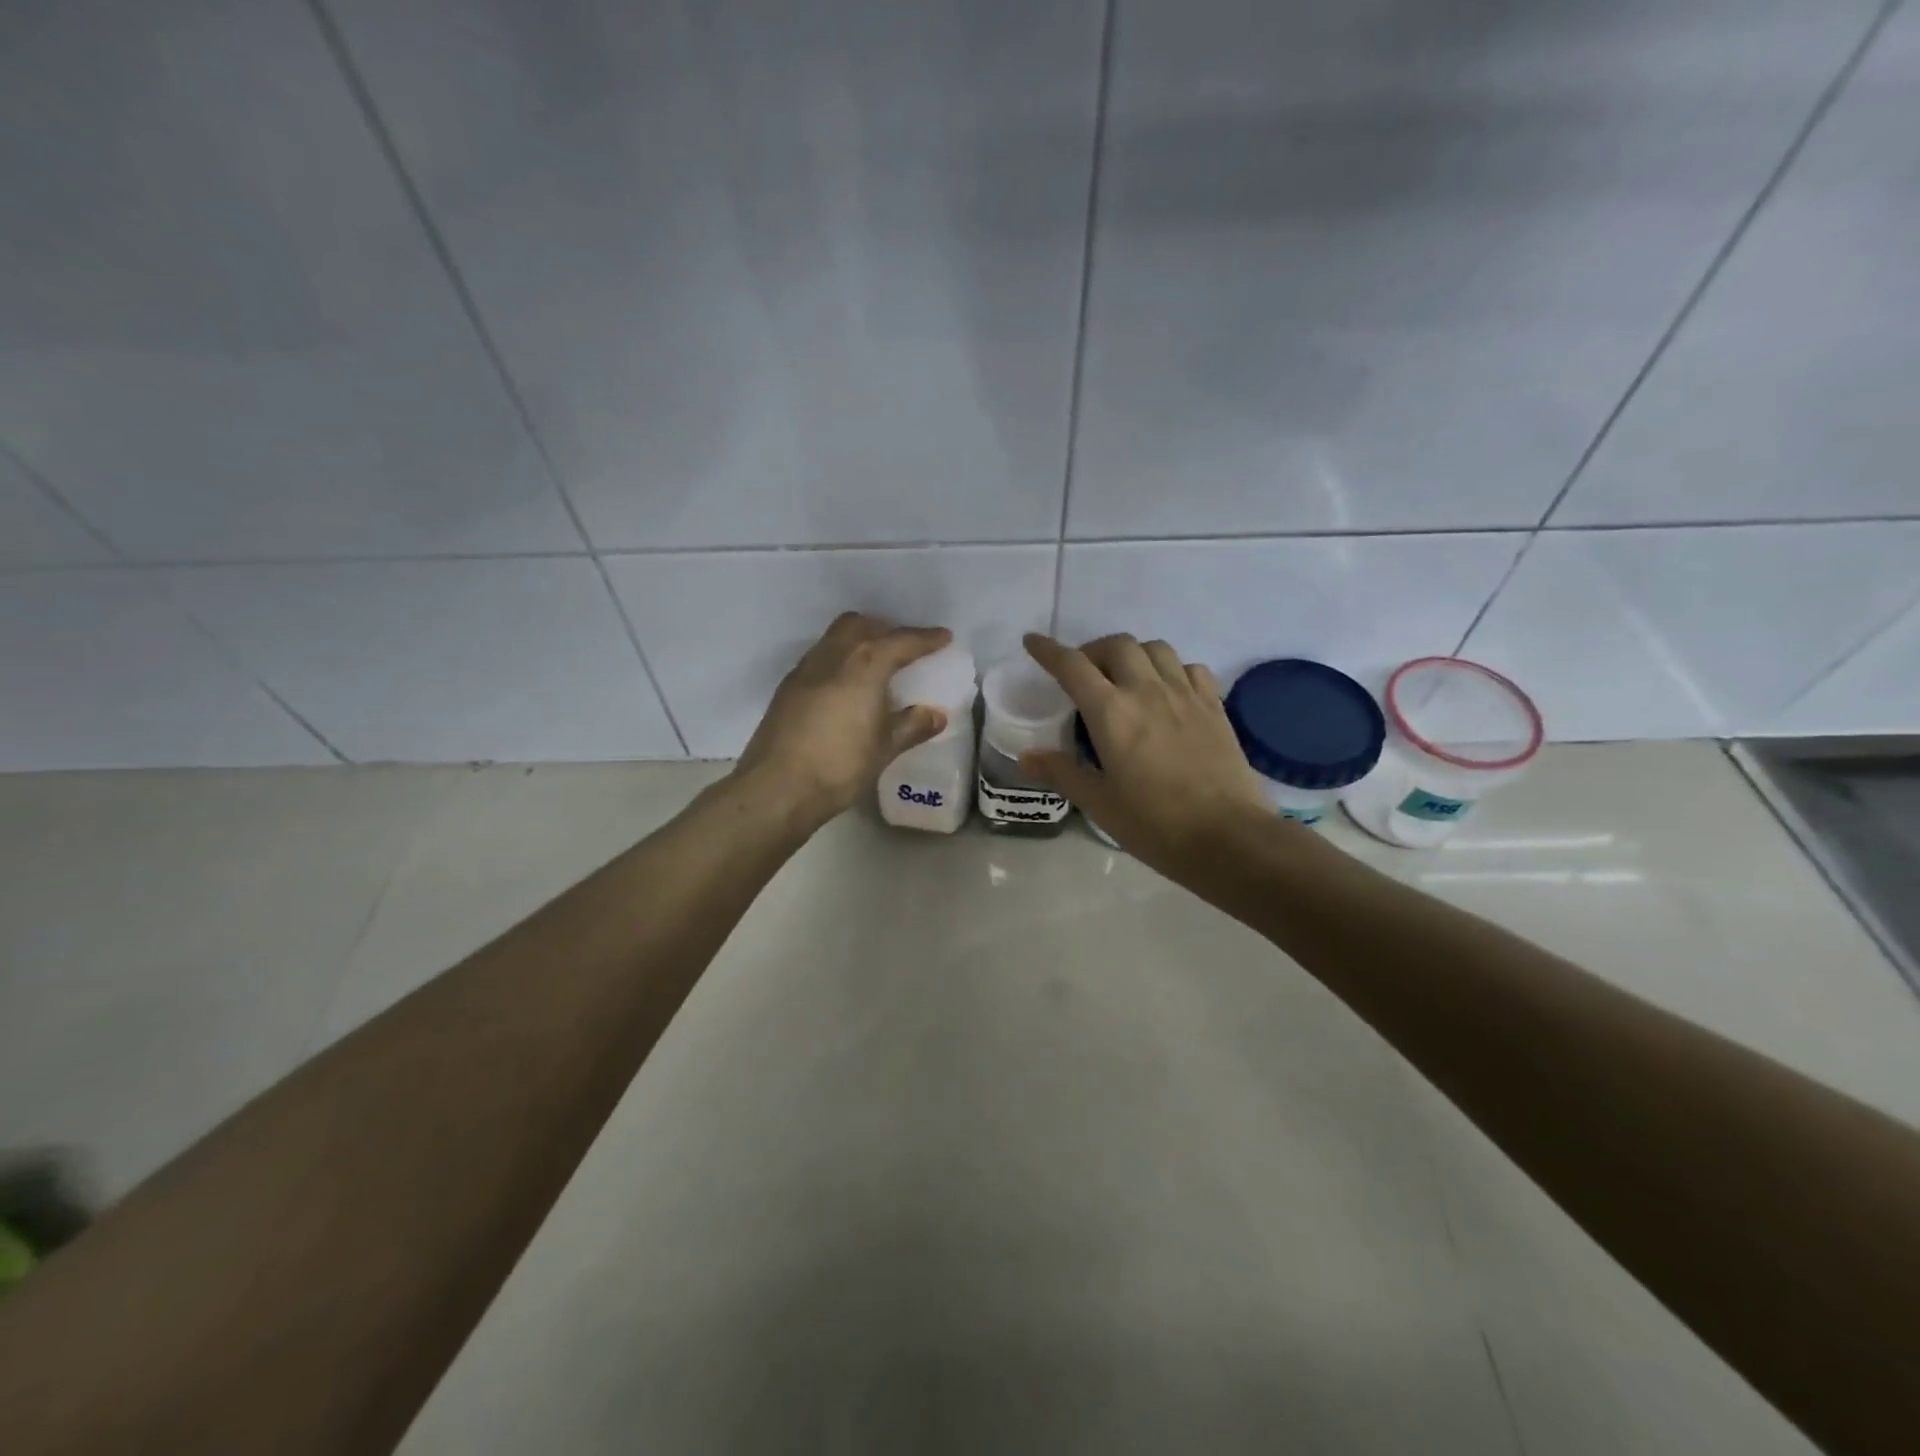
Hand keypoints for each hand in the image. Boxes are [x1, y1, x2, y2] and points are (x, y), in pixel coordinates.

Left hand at [734, 612, 953, 828]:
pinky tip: (846, 686)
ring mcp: (806, 669)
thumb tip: (936, 715)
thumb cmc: (839, 766)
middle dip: (887, 630)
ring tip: (876, 665)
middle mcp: (834, 656)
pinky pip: (820, 657)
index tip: (944, 638)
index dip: (925, 638)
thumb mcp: (884, 748)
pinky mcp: (788, 687)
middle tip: (905, 649)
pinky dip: (840, 659)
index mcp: (864, 665)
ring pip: (836, 637)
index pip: (901, 641)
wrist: (777, 788)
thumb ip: (912, 726)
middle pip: (862, 625)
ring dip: (860, 640)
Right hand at [1020, 632, 1276, 874]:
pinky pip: (1190, 668)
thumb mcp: (1099, 804)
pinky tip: (1168, 692)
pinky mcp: (1215, 706)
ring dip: (1133, 654)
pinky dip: (1172, 669)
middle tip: (1084, 675)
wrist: (1229, 837)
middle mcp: (1147, 691)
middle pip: (1116, 645)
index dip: (1048, 650)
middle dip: (1093, 651)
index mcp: (1111, 713)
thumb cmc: (1155, 824)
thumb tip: (1027, 756)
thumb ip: (1062, 773)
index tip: (1032, 641)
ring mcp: (1185, 694)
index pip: (1072, 666)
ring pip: (1155, 648)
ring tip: (1125, 678)